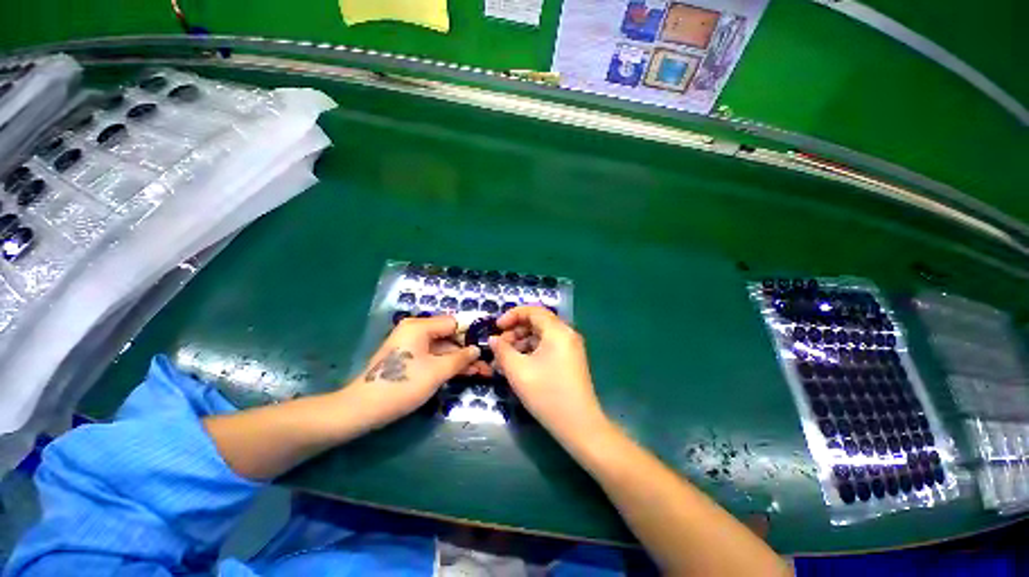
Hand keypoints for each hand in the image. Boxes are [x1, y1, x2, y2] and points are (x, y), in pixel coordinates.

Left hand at [350, 316, 485, 426]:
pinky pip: (433, 357)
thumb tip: (477, 349)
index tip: (485, 346)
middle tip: (485, 364)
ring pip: (442, 349)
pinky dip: (447, 365)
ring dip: (459, 360)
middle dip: (467, 351)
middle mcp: (415, 331)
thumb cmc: (403, 385)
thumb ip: (461, 358)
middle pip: (449, 336)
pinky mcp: (409, 359)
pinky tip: (464, 373)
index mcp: (420, 326)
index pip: (453, 323)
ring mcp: (411, 345)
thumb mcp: (437, 371)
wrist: (363, 409)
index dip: (470, 334)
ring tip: (481, 372)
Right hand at [489, 306, 607, 443]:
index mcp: (557, 331)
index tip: (496, 327)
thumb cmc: (547, 395)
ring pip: (541, 336)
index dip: (512, 315)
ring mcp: (570, 347)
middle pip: (537, 322)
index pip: (533, 311)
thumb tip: (493, 339)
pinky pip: (548, 347)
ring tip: (504, 360)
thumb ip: (502, 350)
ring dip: (522, 343)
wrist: (580, 425)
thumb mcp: (518, 371)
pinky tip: (518, 366)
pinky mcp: (570, 360)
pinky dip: (532, 351)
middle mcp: (567, 334)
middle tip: (499, 347)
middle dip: (515, 331)